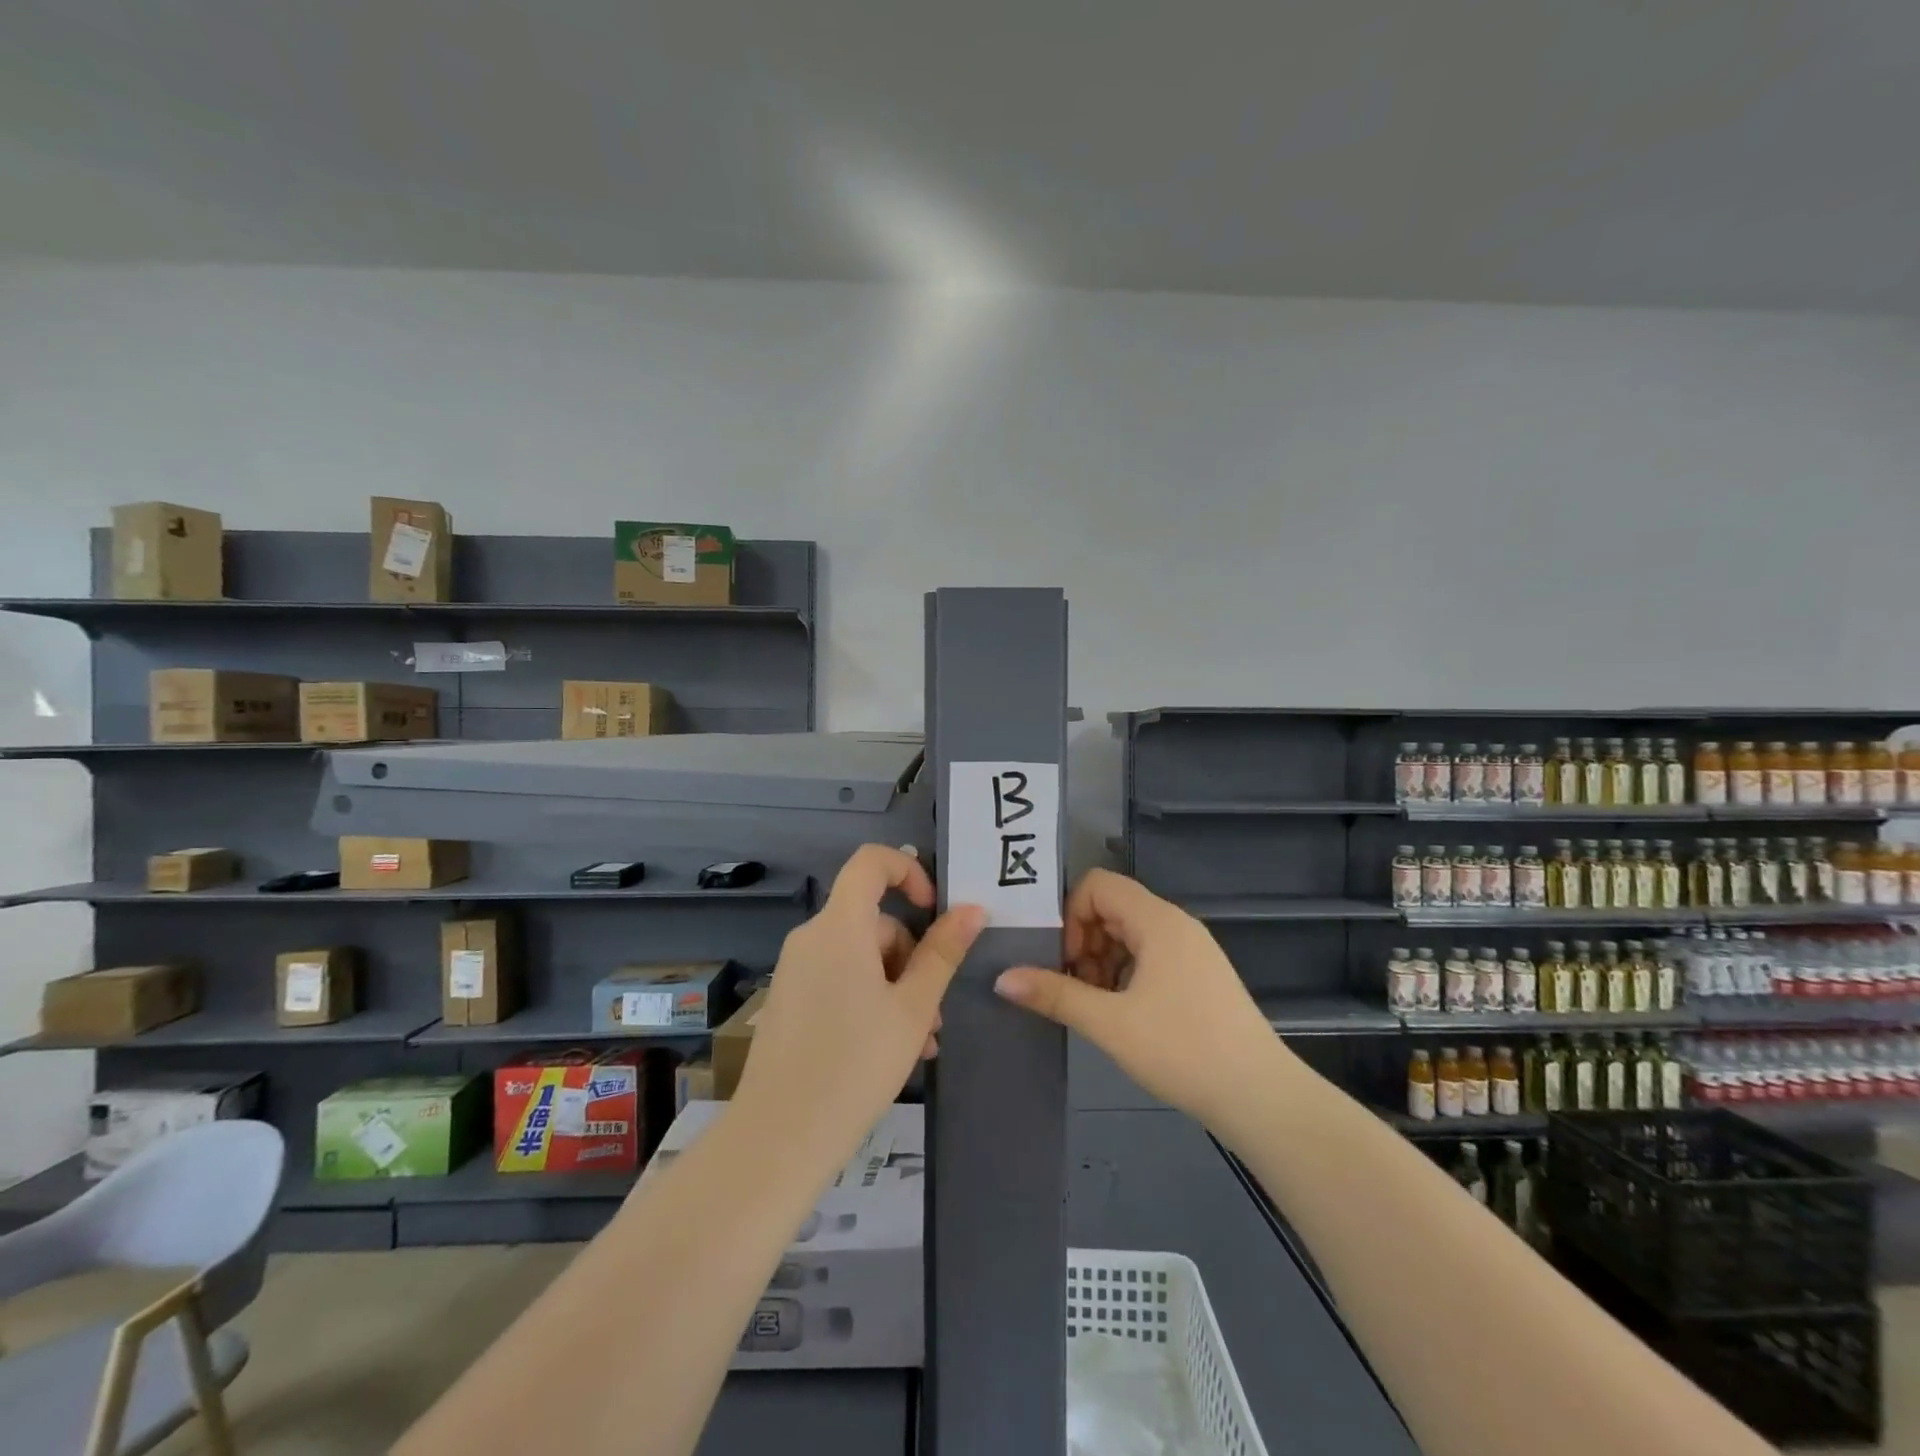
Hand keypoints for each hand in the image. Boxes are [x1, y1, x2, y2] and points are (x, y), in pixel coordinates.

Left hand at [732, 845, 984, 1174]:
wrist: (779, 1137)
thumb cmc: (856, 1065)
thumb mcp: (913, 1008)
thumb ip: (943, 953)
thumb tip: (973, 909)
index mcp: (840, 926)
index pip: (871, 862)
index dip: (908, 871)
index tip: (934, 911)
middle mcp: (811, 937)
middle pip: (873, 921)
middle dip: (911, 958)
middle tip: (935, 1013)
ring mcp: (795, 970)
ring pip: (860, 957)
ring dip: (895, 987)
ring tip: (920, 1043)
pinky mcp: (789, 999)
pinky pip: (838, 979)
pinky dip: (868, 998)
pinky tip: (889, 1048)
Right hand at [994, 869, 1282, 1128]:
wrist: (1261, 1098)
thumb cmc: (1183, 1050)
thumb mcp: (1110, 1023)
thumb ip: (1054, 994)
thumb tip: (1002, 977)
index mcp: (1158, 921)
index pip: (1098, 885)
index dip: (1071, 915)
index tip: (1065, 961)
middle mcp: (1176, 924)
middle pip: (1113, 907)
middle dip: (1083, 942)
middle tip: (1075, 987)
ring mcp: (1193, 950)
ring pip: (1131, 934)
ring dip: (1103, 961)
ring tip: (1096, 1006)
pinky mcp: (1201, 976)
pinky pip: (1151, 956)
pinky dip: (1126, 974)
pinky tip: (1123, 1015)